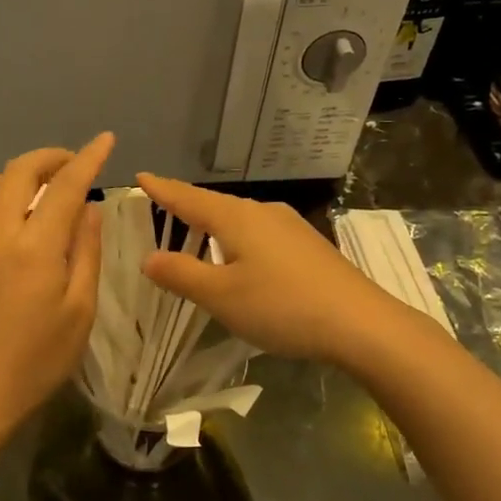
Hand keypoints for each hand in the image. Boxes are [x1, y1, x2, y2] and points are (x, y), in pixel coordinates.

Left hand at [0, 134, 114, 438]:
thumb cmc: (38, 358)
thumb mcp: (80, 309)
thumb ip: (86, 250)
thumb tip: (90, 207)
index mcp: (35, 245)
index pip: (66, 185)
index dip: (89, 158)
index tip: (106, 140)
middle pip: (21, 170)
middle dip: (51, 157)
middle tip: (75, 165)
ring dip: (23, 175)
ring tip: (46, 190)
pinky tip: (10, 218)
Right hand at [135, 173, 405, 366]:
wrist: (361, 323)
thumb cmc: (282, 306)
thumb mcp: (221, 296)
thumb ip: (182, 274)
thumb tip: (148, 257)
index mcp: (236, 218)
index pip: (188, 198)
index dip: (161, 190)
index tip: (140, 177)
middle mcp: (262, 212)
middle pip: (214, 205)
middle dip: (186, 207)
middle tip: (160, 209)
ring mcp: (290, 227)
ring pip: (239, 220)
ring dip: (213, 226)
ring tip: (194, 235)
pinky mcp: (307, 246)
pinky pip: (259, 234)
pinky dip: (237, 240)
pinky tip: (240, 258)